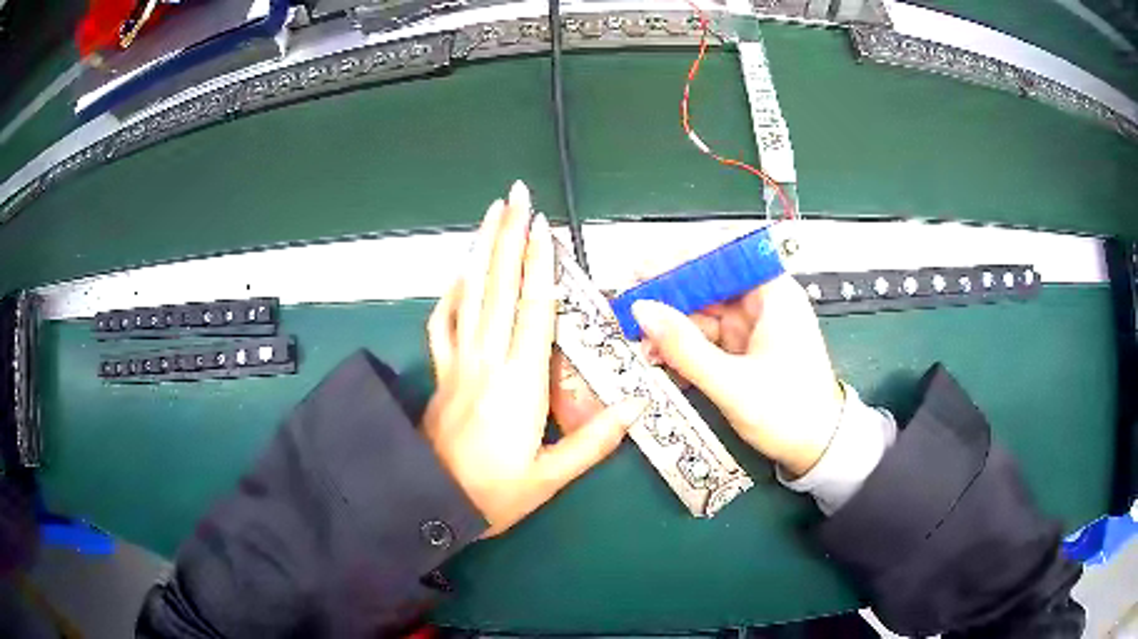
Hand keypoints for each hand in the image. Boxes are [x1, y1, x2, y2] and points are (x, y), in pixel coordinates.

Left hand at [423, 181, 647, 536]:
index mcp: (520, 383)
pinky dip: (451, 291)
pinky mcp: (440, 371)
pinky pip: (442, 322)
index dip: (540, 265)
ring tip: (490, 213)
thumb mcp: (550, 478)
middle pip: (499, 287)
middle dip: (508, 236)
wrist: (429, 503)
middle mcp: (487, 361)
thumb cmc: (494, 495)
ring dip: (481, 249)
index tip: (543, 227)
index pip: (534, 310)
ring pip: (469, 294)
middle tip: (516, 195)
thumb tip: (637, 405)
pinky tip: (461, 271)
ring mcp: (458, 362)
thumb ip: (595, 441)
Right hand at [631, 275, 843, 476]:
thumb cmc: (788, 413)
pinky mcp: (746, 350)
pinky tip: (663, 360)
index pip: (725, 256)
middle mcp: (764, 303)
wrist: (818, 450)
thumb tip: (642, 309)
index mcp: (774, 295)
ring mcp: (754, 327)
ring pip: (704, 313)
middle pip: (710, 285)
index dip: (684, 258)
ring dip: (673, 329)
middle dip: (671, 298)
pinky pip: (709, 338)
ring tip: (642, 345)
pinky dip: (686, 348)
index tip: (644, 268)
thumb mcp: (732, 384)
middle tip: (631, 309)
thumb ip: (684, 347)